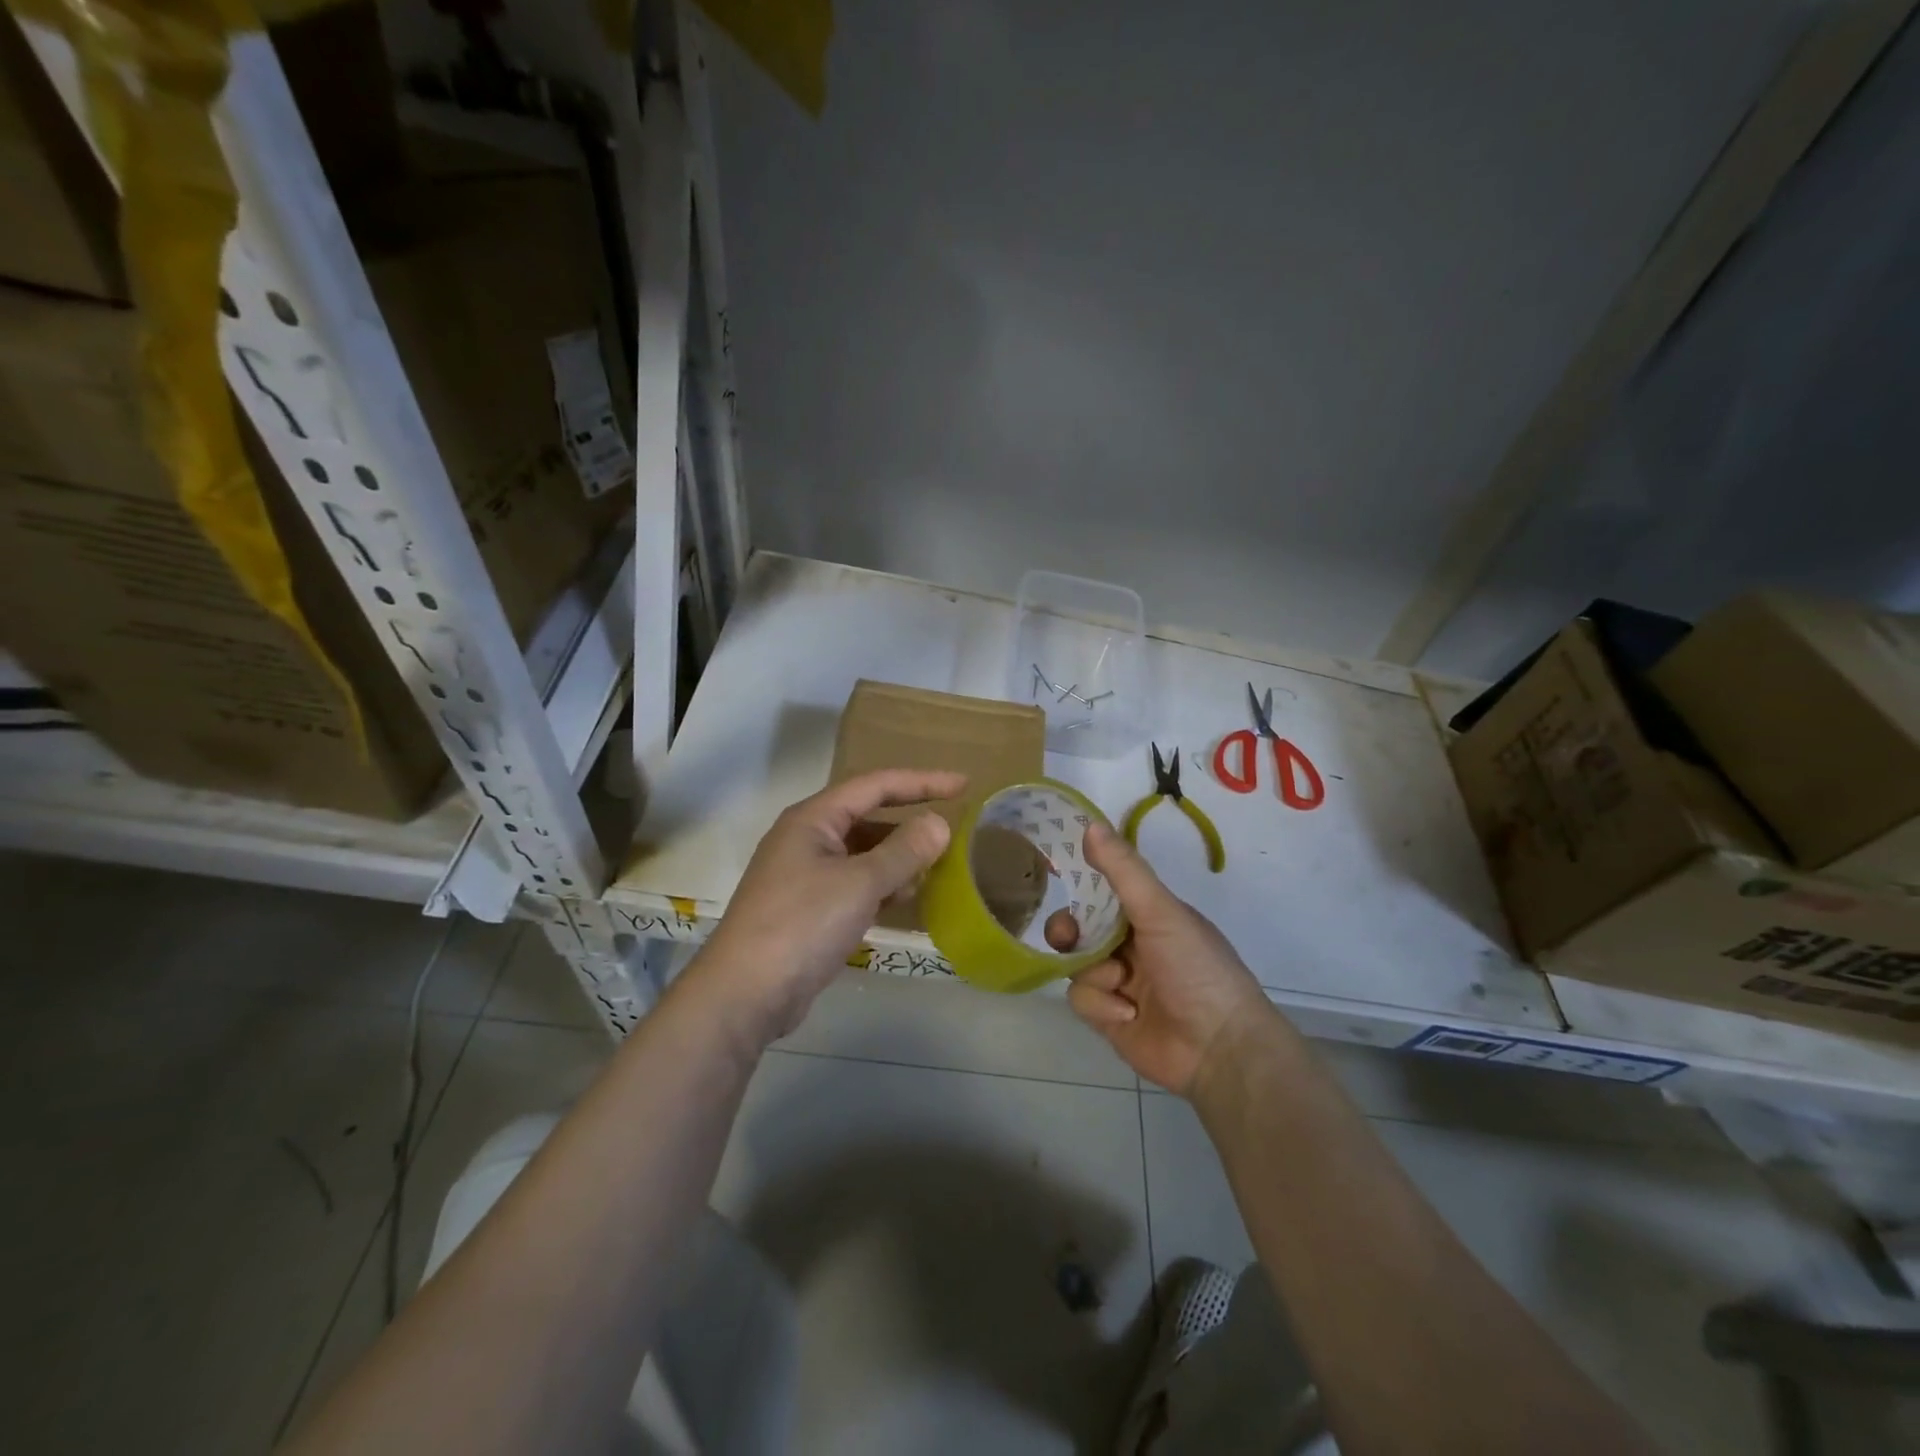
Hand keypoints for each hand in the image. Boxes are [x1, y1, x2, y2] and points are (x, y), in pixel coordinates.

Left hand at [685, 769, 965, 1050]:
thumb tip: (939, 824)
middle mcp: (807, 839)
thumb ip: (904, 851)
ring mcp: (804, 875)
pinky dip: (881, 886)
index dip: (922, 782)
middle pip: (867, 817)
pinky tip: (903, 900)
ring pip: (862, 853)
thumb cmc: (802, 924)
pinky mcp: (807, 908)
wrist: (745, 993)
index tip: (963, 786)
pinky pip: (854, 883)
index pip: (876, 785)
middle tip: (951, 832)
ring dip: (897, 858)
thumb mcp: (860, 883)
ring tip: (935, 869)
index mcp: (813, 818)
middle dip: (909, 823)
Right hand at [1054, 822, 1279, 1095]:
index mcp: (1148, 914)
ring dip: (1095, 973)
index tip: (1059, 880)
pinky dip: (1101, 1005)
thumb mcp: (1161, 912)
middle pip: (1079, 928)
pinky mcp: (1109, 1017)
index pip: (1102, 890)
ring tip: (1121, 985)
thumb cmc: (1196, 968)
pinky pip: (1082, 999)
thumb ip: (1124, 870)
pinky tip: (1128, 1014)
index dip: (1080, 886)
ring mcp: (1118, 982)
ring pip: (1076, 965)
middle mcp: (1131, 945)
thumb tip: (1090, 824)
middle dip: (1069, 932)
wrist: (1219, 1048)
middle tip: (1068, 937)